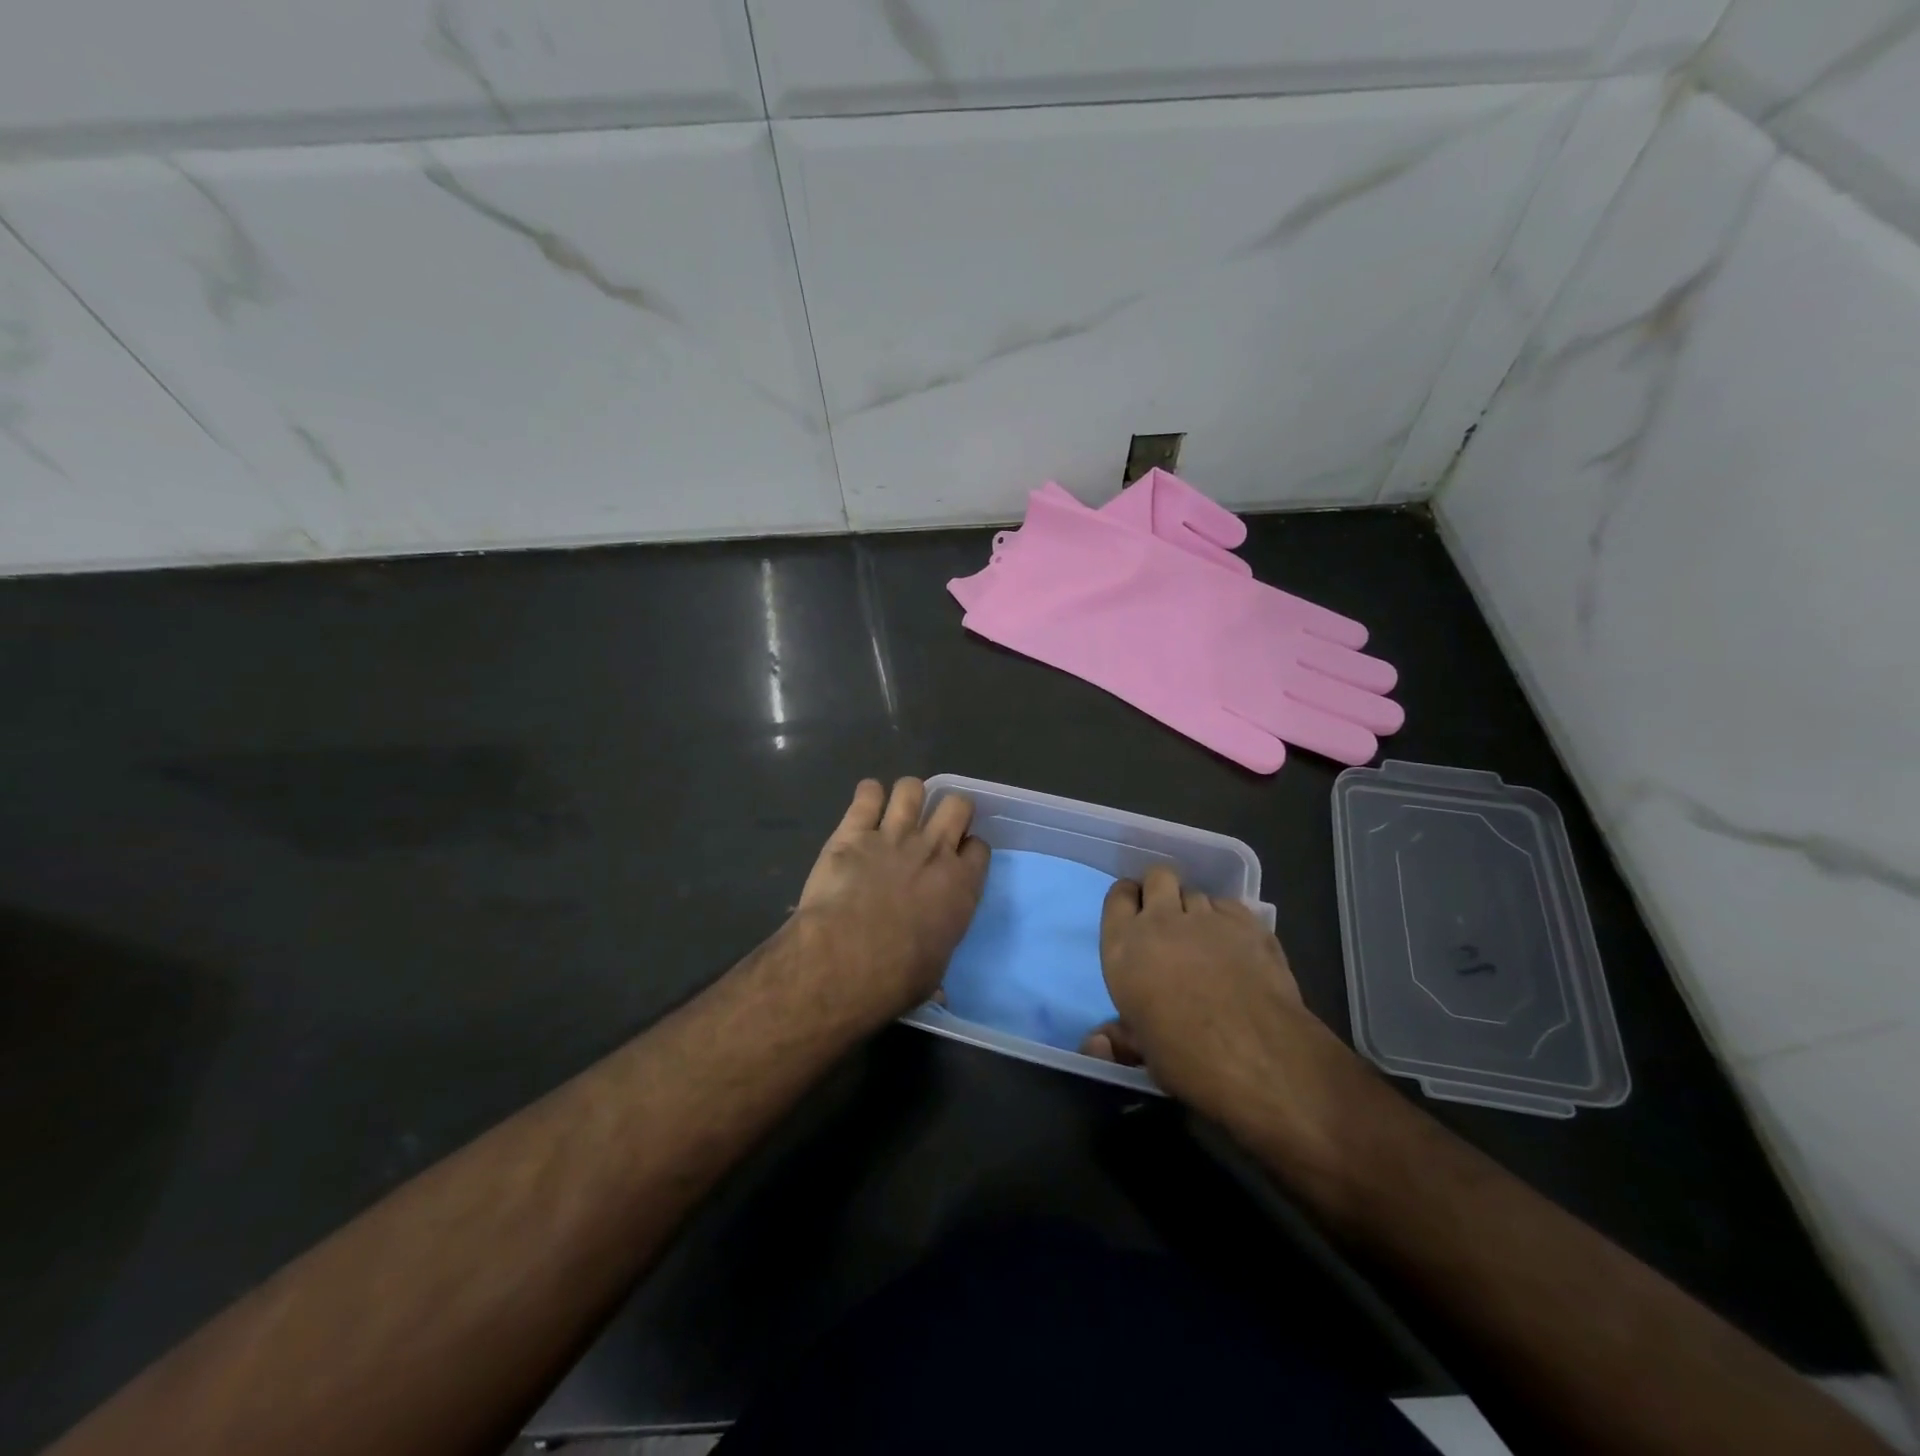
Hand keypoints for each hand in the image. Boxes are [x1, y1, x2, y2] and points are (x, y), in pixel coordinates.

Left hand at [794, 778, 989, 1025]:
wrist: (846, 957)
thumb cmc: (897, 976)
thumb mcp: (930, 977)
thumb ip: (937, 970)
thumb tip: (939, 992)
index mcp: (961, 885)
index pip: (980, 847)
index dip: (969, 848)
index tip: (958, 857)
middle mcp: (934, 850)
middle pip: (956, 804)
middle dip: (949, 809)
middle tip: (934, 826)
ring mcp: (894, 834)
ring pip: (912, 788)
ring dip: (907, 796)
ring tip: (897, 811)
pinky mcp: (854, 830)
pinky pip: (867, 792)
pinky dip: (867, 794)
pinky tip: (864, 805)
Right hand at [1084, 866, 1355, 1160]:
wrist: (1255, 1055)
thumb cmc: (1185, 1057)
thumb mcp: (1141, 1051)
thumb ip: (1119, 1037)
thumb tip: (1096, 1042)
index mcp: (1124, 946)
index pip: (1118, 896)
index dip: (1128, 900)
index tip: (1135, 914)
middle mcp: (1161, 920)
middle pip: (1158, 876)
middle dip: (1162, 889)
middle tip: (1169, 919)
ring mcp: (1207, 917)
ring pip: (1196, 892)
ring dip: (1196, 910)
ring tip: (1205, 938)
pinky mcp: (1247, 922)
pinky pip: (1229, 906)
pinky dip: (1228, 919)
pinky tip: (1235, 944)